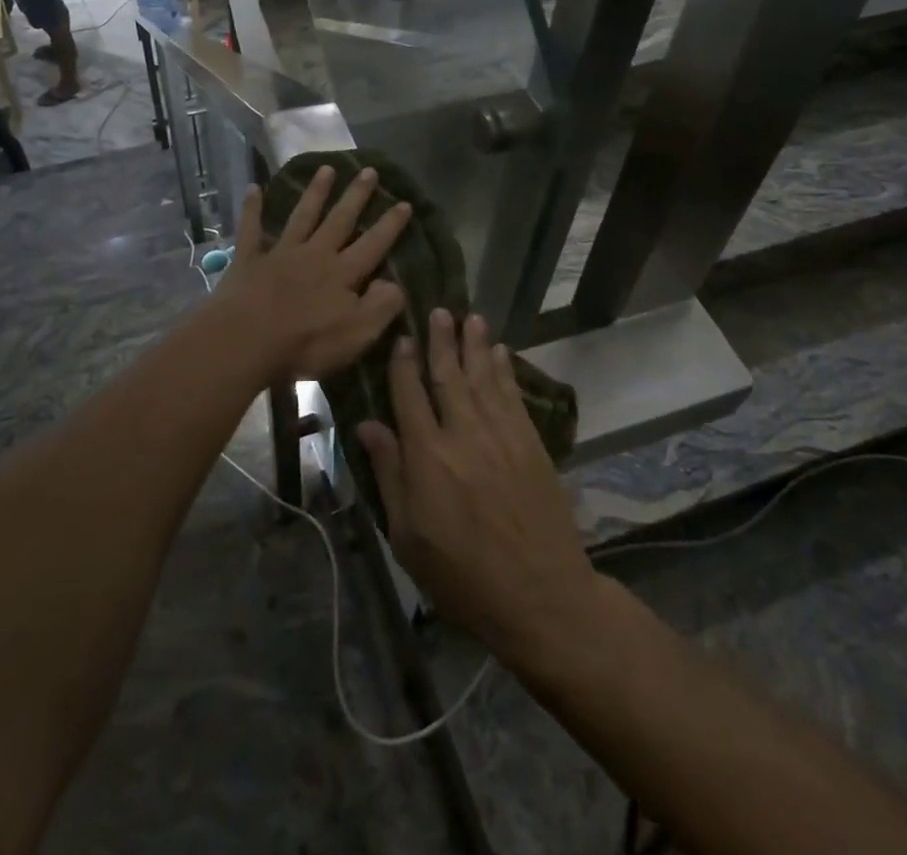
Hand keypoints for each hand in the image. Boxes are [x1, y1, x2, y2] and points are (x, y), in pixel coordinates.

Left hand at [214, 166, 410, 386]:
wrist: (246, 340)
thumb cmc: (306, 343)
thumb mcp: (358, 333)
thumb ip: (382, 306)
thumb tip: (395, 283)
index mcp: (343, 274)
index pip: (374, 244)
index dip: (390, 225)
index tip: (405, 202)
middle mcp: (315, 254)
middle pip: (340, 220)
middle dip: (356, 195)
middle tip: (369, 170)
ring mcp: (281, 253)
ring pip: (302, 216)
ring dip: (315, 192)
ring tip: (326, 168)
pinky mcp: (249, 259)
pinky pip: (251, 228)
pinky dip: (252, 208)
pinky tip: (253, 187)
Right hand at [357, 311, 604, 671]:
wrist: (540, 596)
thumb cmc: (462, 576)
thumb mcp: (408, 535)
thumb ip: (389, 473)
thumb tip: (366, 424)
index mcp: (426, 455)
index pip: (409, 395)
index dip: (403, 363)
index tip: (401, 337)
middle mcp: (462, 433)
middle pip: (448, 375)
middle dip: (441, 340)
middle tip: (437, 310)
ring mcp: (501, 435)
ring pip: (483, 377)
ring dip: (475, 345)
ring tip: (469, 317)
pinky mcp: (531, 443)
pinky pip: (514, 396)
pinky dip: (506, 371)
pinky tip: (501, 352)